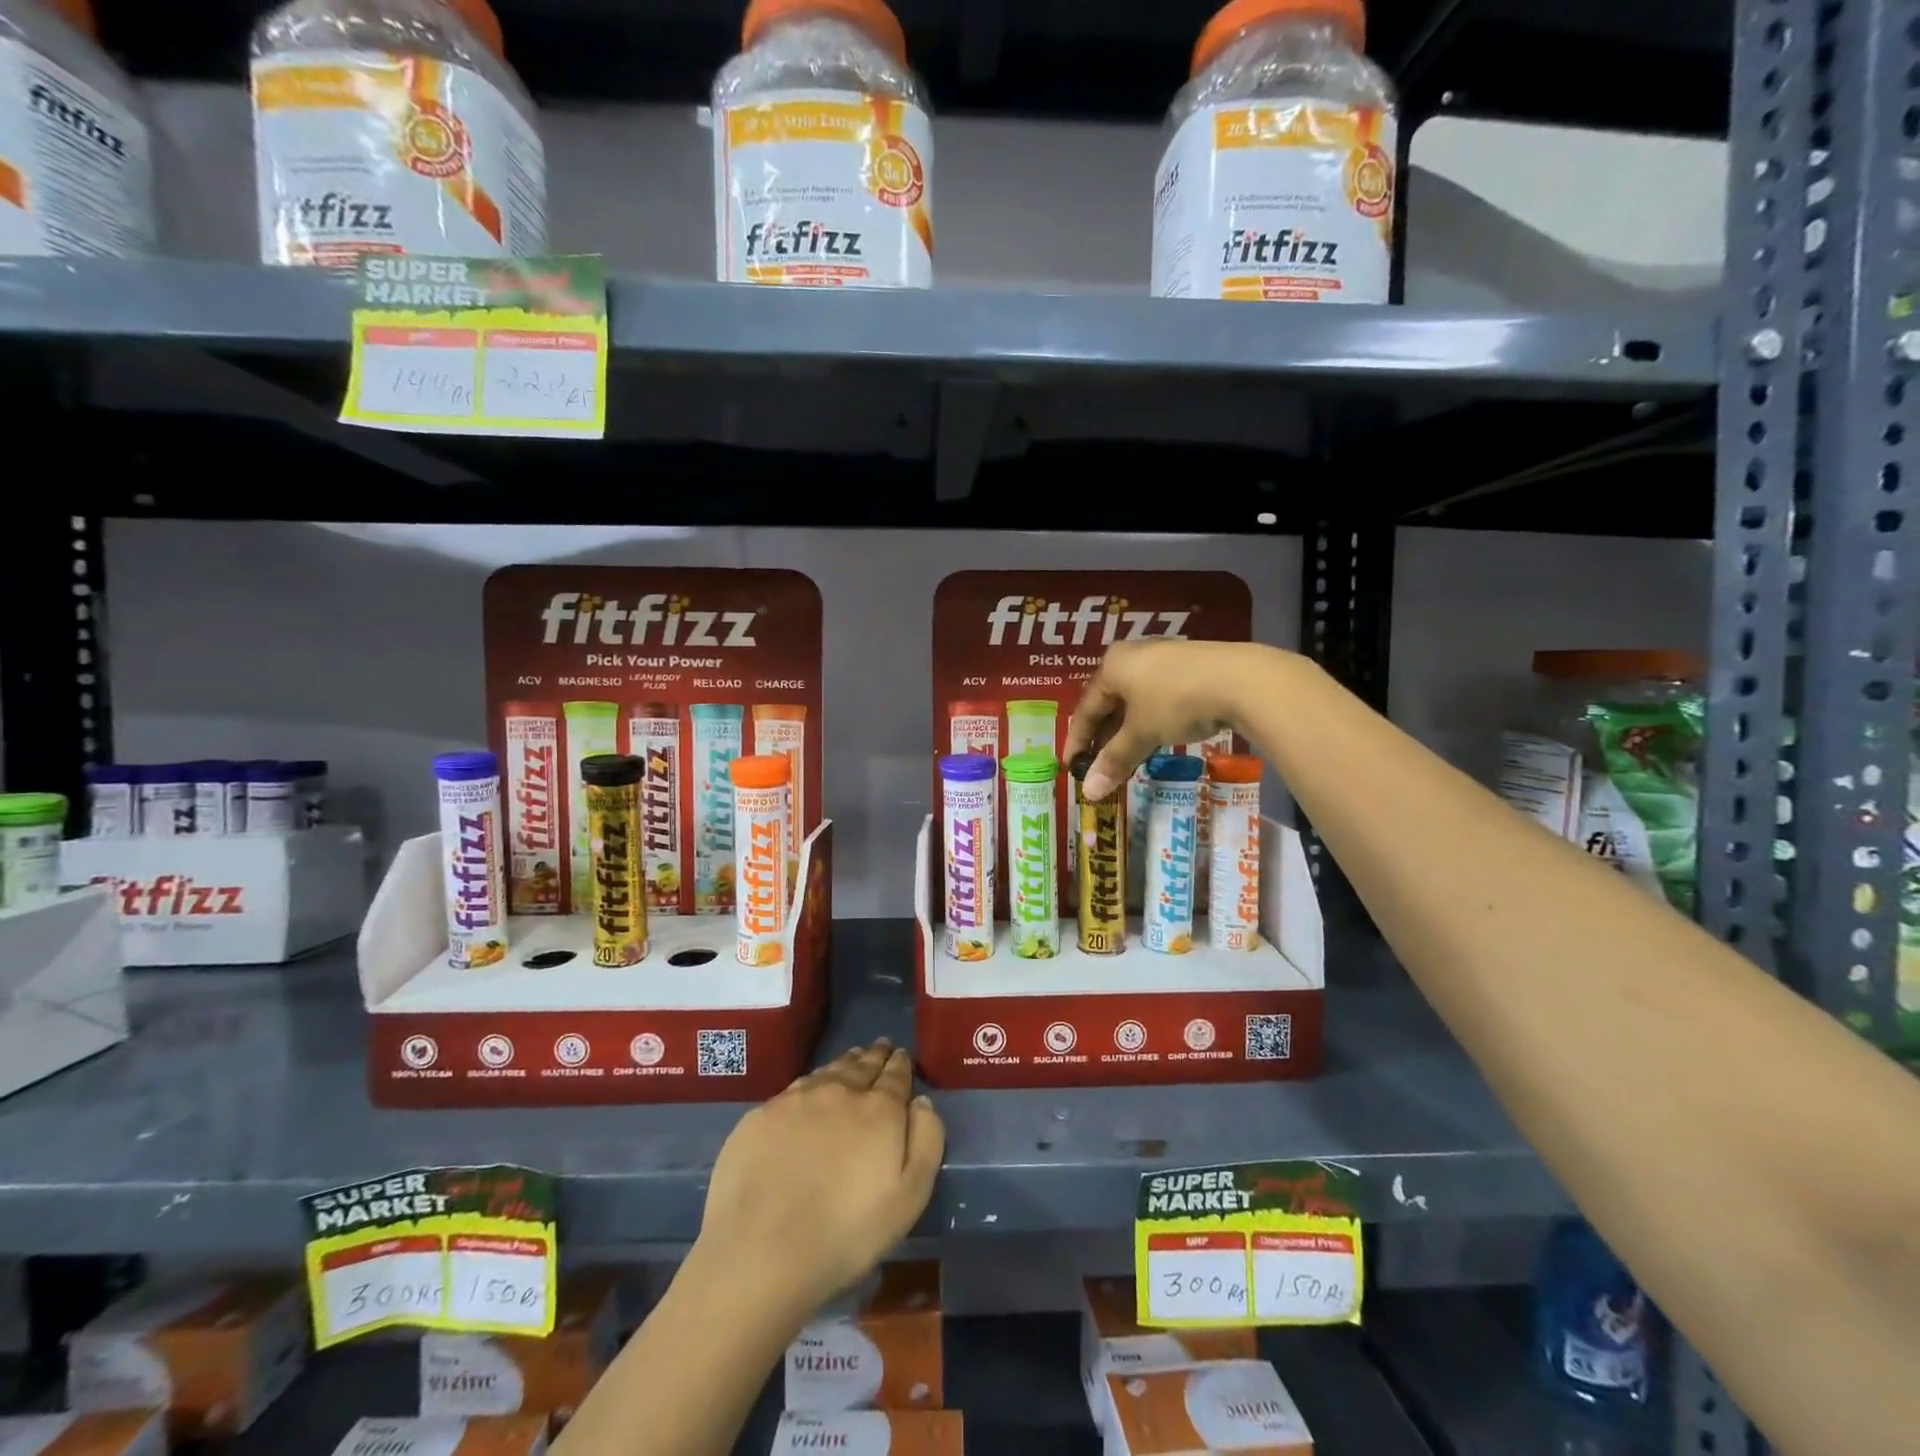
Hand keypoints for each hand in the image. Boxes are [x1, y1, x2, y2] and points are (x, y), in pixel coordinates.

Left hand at [695, 1041, 944, 1320]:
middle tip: (880, 1047)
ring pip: (828, 1071)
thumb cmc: (847, 1232)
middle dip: (874, 1056)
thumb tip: (922, 1102)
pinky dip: (811, 1083)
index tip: (901, 1054)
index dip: (900, 1063)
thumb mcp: (909, 1197)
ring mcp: (797, 1100)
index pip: (895, 1075)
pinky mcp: (762, 1115)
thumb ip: (926, 1141)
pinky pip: (795, 1088)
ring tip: (851, 1060)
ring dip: (844, 1064)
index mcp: (879, 1109)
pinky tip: (810, 1090)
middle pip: (861, 1065)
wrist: (762, 1250)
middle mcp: (840, 1091)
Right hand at [1064, 640, 1282, 799]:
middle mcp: (1133, 656)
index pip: (1085, 708)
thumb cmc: (1176, 702)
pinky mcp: (1190, 666)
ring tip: (1127, 758)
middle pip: (1109, 703)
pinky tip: (1156, 738)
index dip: (1077, 741)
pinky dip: (1150, 720)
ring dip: (1127, 731)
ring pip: (1135, 701)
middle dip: (1103, 737)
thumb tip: (1089, 792)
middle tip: (1099, 766)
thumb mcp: (1141, 734)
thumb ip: (1114, 761)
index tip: (1071, 767)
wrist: (1242, 680)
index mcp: (1112, 665)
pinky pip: (1158, 697)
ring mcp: (1163, 658)